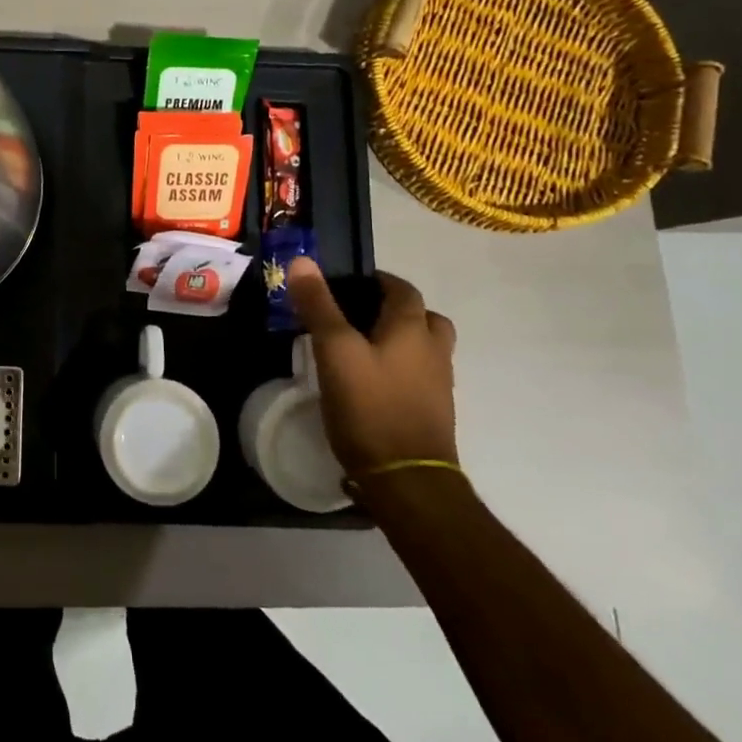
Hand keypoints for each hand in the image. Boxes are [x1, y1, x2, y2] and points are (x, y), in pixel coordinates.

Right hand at [286, 260, 457, 476]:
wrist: (406, 480)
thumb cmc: (369, 406)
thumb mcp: (334, 351)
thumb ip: (319, 306)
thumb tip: (303, 261)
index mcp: (412, 329)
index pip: (402, 289)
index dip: (378, 280)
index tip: (348, 284)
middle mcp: (434, 351)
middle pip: (424, 318)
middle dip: (396, 310)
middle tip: (359, 315)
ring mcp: (439, 385)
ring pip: (425, 348)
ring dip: (401, 341)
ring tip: (363, 348)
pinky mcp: (433, 413)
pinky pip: (420, 376)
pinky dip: (401, 369)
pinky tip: (372, 383)